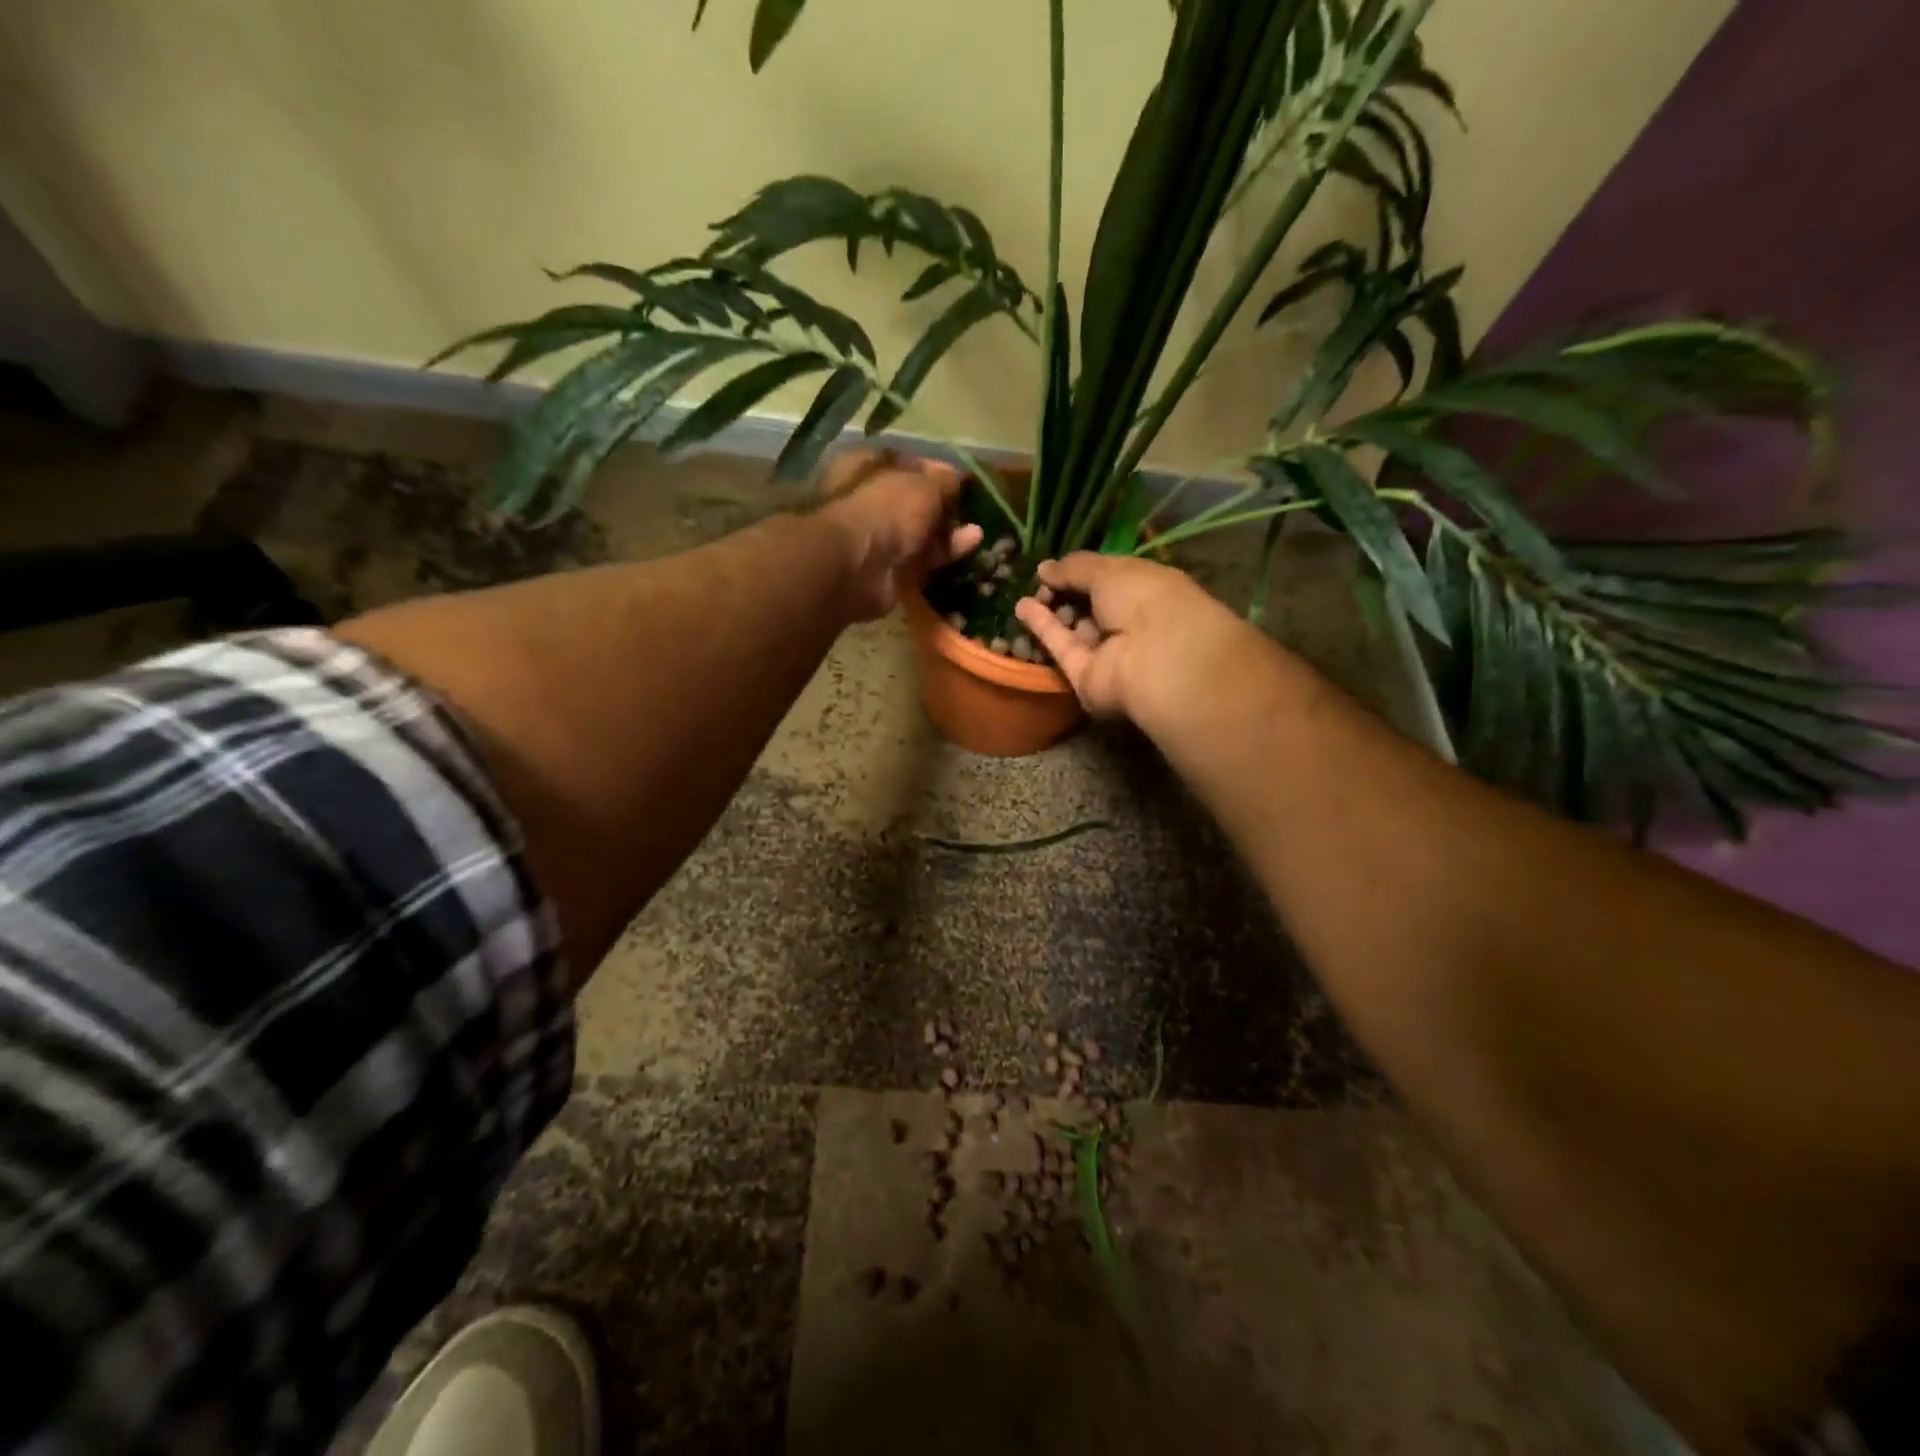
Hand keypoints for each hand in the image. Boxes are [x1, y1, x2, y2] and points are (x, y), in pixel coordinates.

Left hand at [819, 449, 984, 622]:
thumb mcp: (923, 485)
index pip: (904, 463)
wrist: (858, 567)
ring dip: (947, 530)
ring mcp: (876, 537)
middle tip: (971, 507)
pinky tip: (971, 544)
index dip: (932, 470)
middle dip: (942, 504)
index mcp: (864, 466)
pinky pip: (921, 557)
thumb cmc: (885, 509)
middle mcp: (866, 500)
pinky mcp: (888, 569)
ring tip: (978, 529)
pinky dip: (944, 551)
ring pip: (918, 531)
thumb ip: (943, 480)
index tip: (959, 478)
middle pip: (911, 501)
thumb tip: (954, 478)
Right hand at [1014, 553, 1270, 728]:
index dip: (1083, 571)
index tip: (1055, 567)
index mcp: (1147, 590)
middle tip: (1041, 582)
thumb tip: (1044, 568)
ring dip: (1051, 610)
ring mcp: (1108, 651)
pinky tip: (1021, 607)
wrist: (1155, 657)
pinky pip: (1063, 647)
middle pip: (1091, 605)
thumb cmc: (1145, 599)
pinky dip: (1042, 627)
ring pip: (1075, 628)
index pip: (1111, 578)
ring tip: (1027, 595)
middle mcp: (1130, 622)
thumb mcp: (1109, 570)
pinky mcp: (1087, 675)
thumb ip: (1075, 567)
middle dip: (1065, 592)